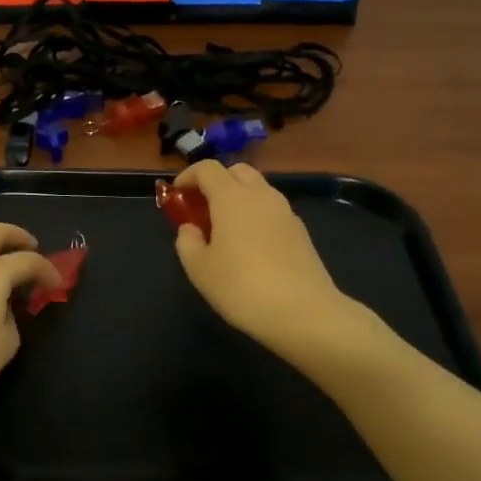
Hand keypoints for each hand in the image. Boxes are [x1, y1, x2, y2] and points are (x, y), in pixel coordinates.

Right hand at [170, 160, 365, 358]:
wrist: (303, 312)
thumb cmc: (241, 287)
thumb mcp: (199, 269)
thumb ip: (187, 242)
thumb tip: (191, 228)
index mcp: (232, 197)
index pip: (208, 168)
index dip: (188, 176)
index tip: (177, 194)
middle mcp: (261, 196)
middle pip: (237, 171)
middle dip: (217, 182)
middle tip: (202, 207)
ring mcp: (285, 212)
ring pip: (258, 190)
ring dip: (239, 198)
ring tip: (226, 229)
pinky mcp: (301, 232)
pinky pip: (272, 211)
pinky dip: (257, 216)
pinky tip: (251, 247)